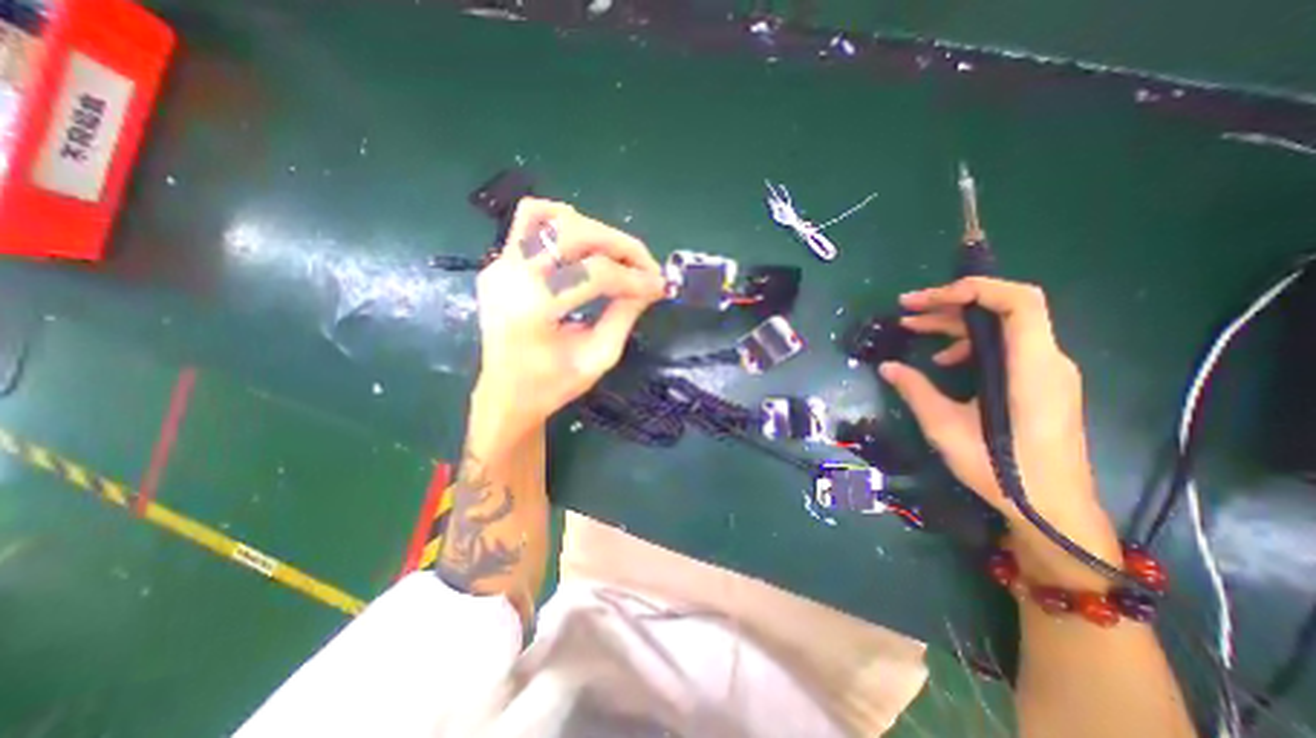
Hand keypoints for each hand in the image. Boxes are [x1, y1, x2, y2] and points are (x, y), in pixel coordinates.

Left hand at [468, 197, 663, 447]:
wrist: (506, 395)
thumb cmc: (552, 386)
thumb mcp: (598, 357)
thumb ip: (624, 315)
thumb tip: (649, 285)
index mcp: (532, 309)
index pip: (594, 273)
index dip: (634, 278)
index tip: (659, 287)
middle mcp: (510, 276)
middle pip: (574, 233)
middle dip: (620, 245)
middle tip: (646, 267)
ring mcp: (499, 265)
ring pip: (551, 218)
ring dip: (594, 232)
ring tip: (618, 257)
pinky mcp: (499, 263)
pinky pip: (530, 223)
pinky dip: (563, 224)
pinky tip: (584, 247)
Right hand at [884, 276, 1117, 588]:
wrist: (1051, 508)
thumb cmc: (1000, 469)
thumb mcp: (945, 427)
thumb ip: (916, 390)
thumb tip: (886, 367)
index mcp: (1031, 368)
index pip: (1020, 302)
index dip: (976, 289)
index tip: (929, 298)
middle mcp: (1047, 361)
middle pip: (1003, 310)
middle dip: (951, 303)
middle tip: (906, 308)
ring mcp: (1046, 371)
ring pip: (1001, 328)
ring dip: (955, 323)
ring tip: (913, 329)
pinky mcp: (1039, 383)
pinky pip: (1005, 348)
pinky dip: (970, 344)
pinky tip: (942, 362)